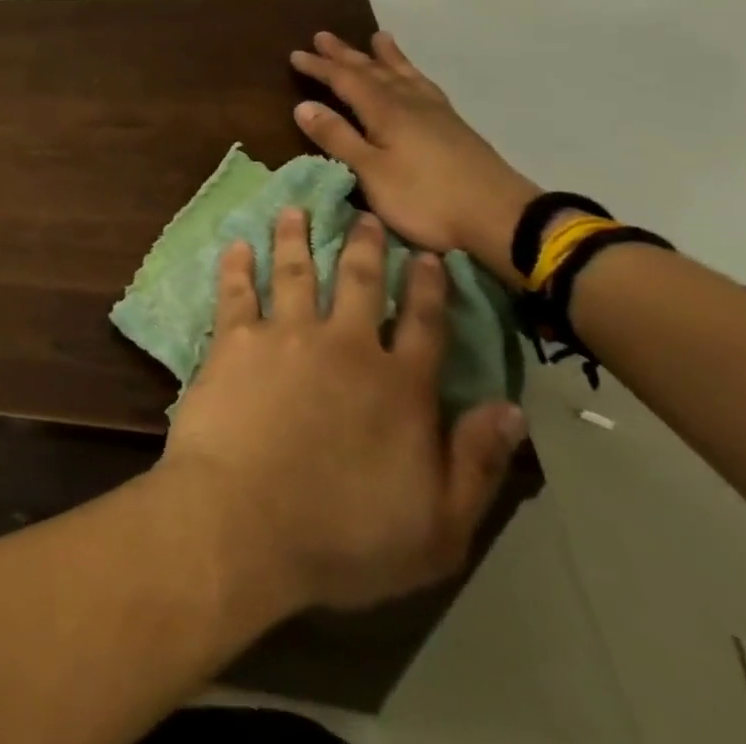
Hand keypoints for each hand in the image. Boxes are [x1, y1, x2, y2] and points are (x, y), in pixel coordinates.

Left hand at [158, 211, 525, 621]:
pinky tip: (236, 244)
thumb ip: (477, 464)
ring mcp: (285, 335)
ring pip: (294, 271)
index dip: (428, 288)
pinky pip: (236, 290)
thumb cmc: (345, 536)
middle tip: (363, 215)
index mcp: (399, 388)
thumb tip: (511, 410)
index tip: (428, 255)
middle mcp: (344, 347)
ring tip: (294, 209)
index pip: (423, 325)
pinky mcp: (234, 338)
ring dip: (295, 237)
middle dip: (364, 245)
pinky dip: (236, 264)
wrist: (245, 519)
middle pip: (358, 282)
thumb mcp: (440, 528)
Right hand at [290, 31, 536, 281]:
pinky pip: (425, 87)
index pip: (345, 81)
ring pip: (404, 75)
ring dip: (386, 57)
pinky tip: (414, 79)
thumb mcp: (371, 172)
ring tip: (379, 38)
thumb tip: (303, 106)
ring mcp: (437, 115)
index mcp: (386, 112)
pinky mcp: (455, 128)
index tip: (296, 54)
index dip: (320, 67)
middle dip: (346, 54)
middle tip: (324, 36)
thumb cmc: (426, 198)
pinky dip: (413, 75)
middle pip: (373, 71)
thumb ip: (337, 138)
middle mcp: (410, 104)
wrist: (503, 220)